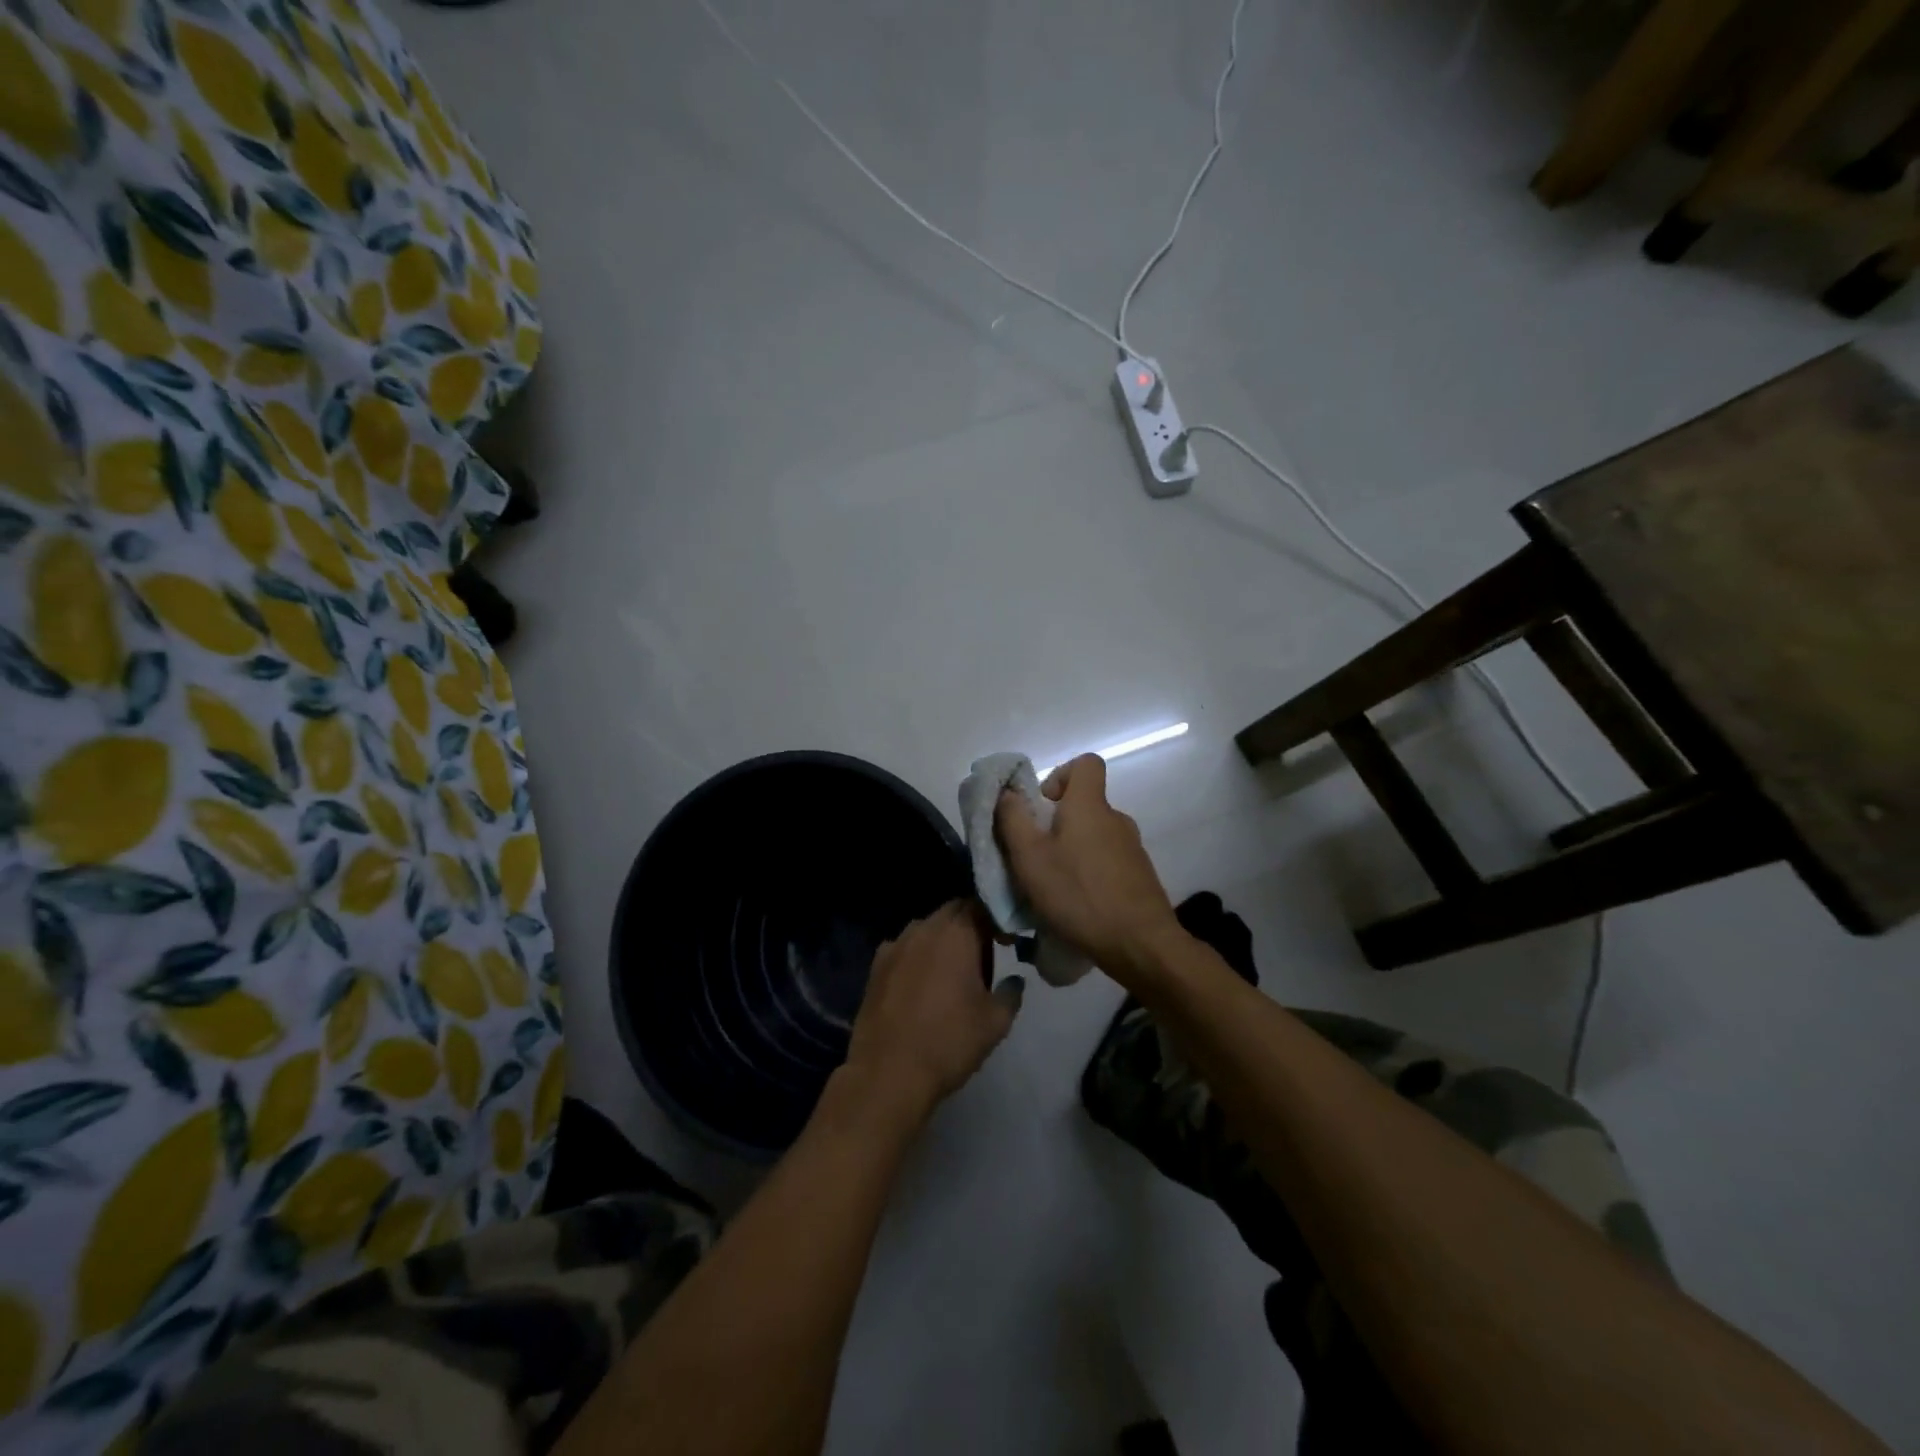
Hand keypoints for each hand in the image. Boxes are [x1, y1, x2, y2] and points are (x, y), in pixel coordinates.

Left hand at [842, 901, 1020, 1131]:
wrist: (888, 1072)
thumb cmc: (949, 1041)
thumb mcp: (995, 1022)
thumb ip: (1011, 993)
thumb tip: (1014, 980)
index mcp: (956, 933)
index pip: (981, 906)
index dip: (997, 920)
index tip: (1007, 942)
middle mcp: (924, 928)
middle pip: (953, 912)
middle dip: (970, 926)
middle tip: (983, 958)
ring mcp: (895, 944)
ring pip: (926, 928)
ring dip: (942, 940)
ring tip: (951, 973)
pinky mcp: (876, 965)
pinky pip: (904, 948)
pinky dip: (917, 957)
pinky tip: (920, 985)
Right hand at [993, 755, 1181, 987]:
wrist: (1140, 945)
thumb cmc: (1078, 895)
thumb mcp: (1030, 858)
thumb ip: (1012, 820)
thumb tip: (1007, 793)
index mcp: (1090, 806)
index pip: (1086, 763)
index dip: (1060, 775)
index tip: (1042, 808)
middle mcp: (1116, 819)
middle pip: (1084, 804)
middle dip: (1056, 824)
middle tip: (1035, 858)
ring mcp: (1132, 848)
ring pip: (1093, 836)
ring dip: (1071, 852)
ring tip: (1053, 889)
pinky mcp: (1139, 876)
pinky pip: (1107, 862)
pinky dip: (1089, 874)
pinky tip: (1077, 906)